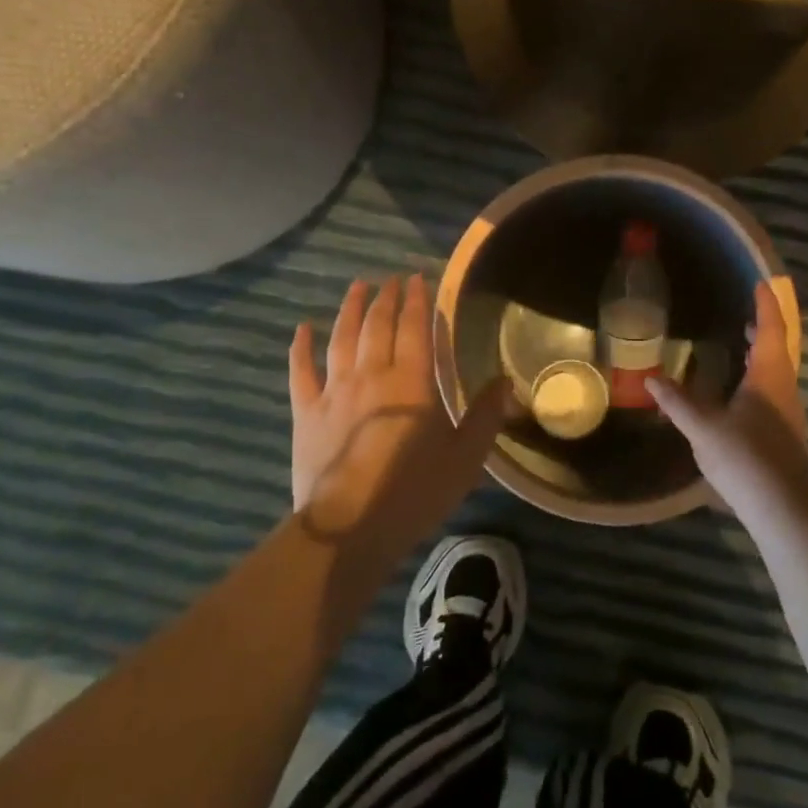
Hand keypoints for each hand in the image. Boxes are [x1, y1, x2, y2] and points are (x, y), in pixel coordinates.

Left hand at [288, 275, 513, 555]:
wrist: (348, 528)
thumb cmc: (414, 493)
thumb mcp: (464, 459)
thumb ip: (485, 417)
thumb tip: (506, 382)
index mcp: (412, 382)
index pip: (415, 328)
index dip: (417, 300)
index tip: (418, 278)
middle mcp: (372, 375)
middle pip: (377, 326)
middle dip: (386, 298)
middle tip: (391, 279)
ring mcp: (334, 391)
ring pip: (341, 338)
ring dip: (350, 309)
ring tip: (357, 288)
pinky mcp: (306, 412)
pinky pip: (301, 371)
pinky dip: (301, 347)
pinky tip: (303, 329)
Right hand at [647, 282, 807, 517]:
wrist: (784, 508)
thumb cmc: (745, 457)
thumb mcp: (703, 428)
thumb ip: (678, 402)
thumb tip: (652, 378)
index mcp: (770, 376)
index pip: (771, 330)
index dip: (765, 306)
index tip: (759, 284)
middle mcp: (785, 388)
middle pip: (778, 349)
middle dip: (763, 329)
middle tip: (744, 314)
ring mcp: (788, 414)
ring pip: (777, 372)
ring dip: (761, 355)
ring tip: (740, 348)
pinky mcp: (785, 434)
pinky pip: (773, 392)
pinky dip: (759, 378)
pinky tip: (740, 393)